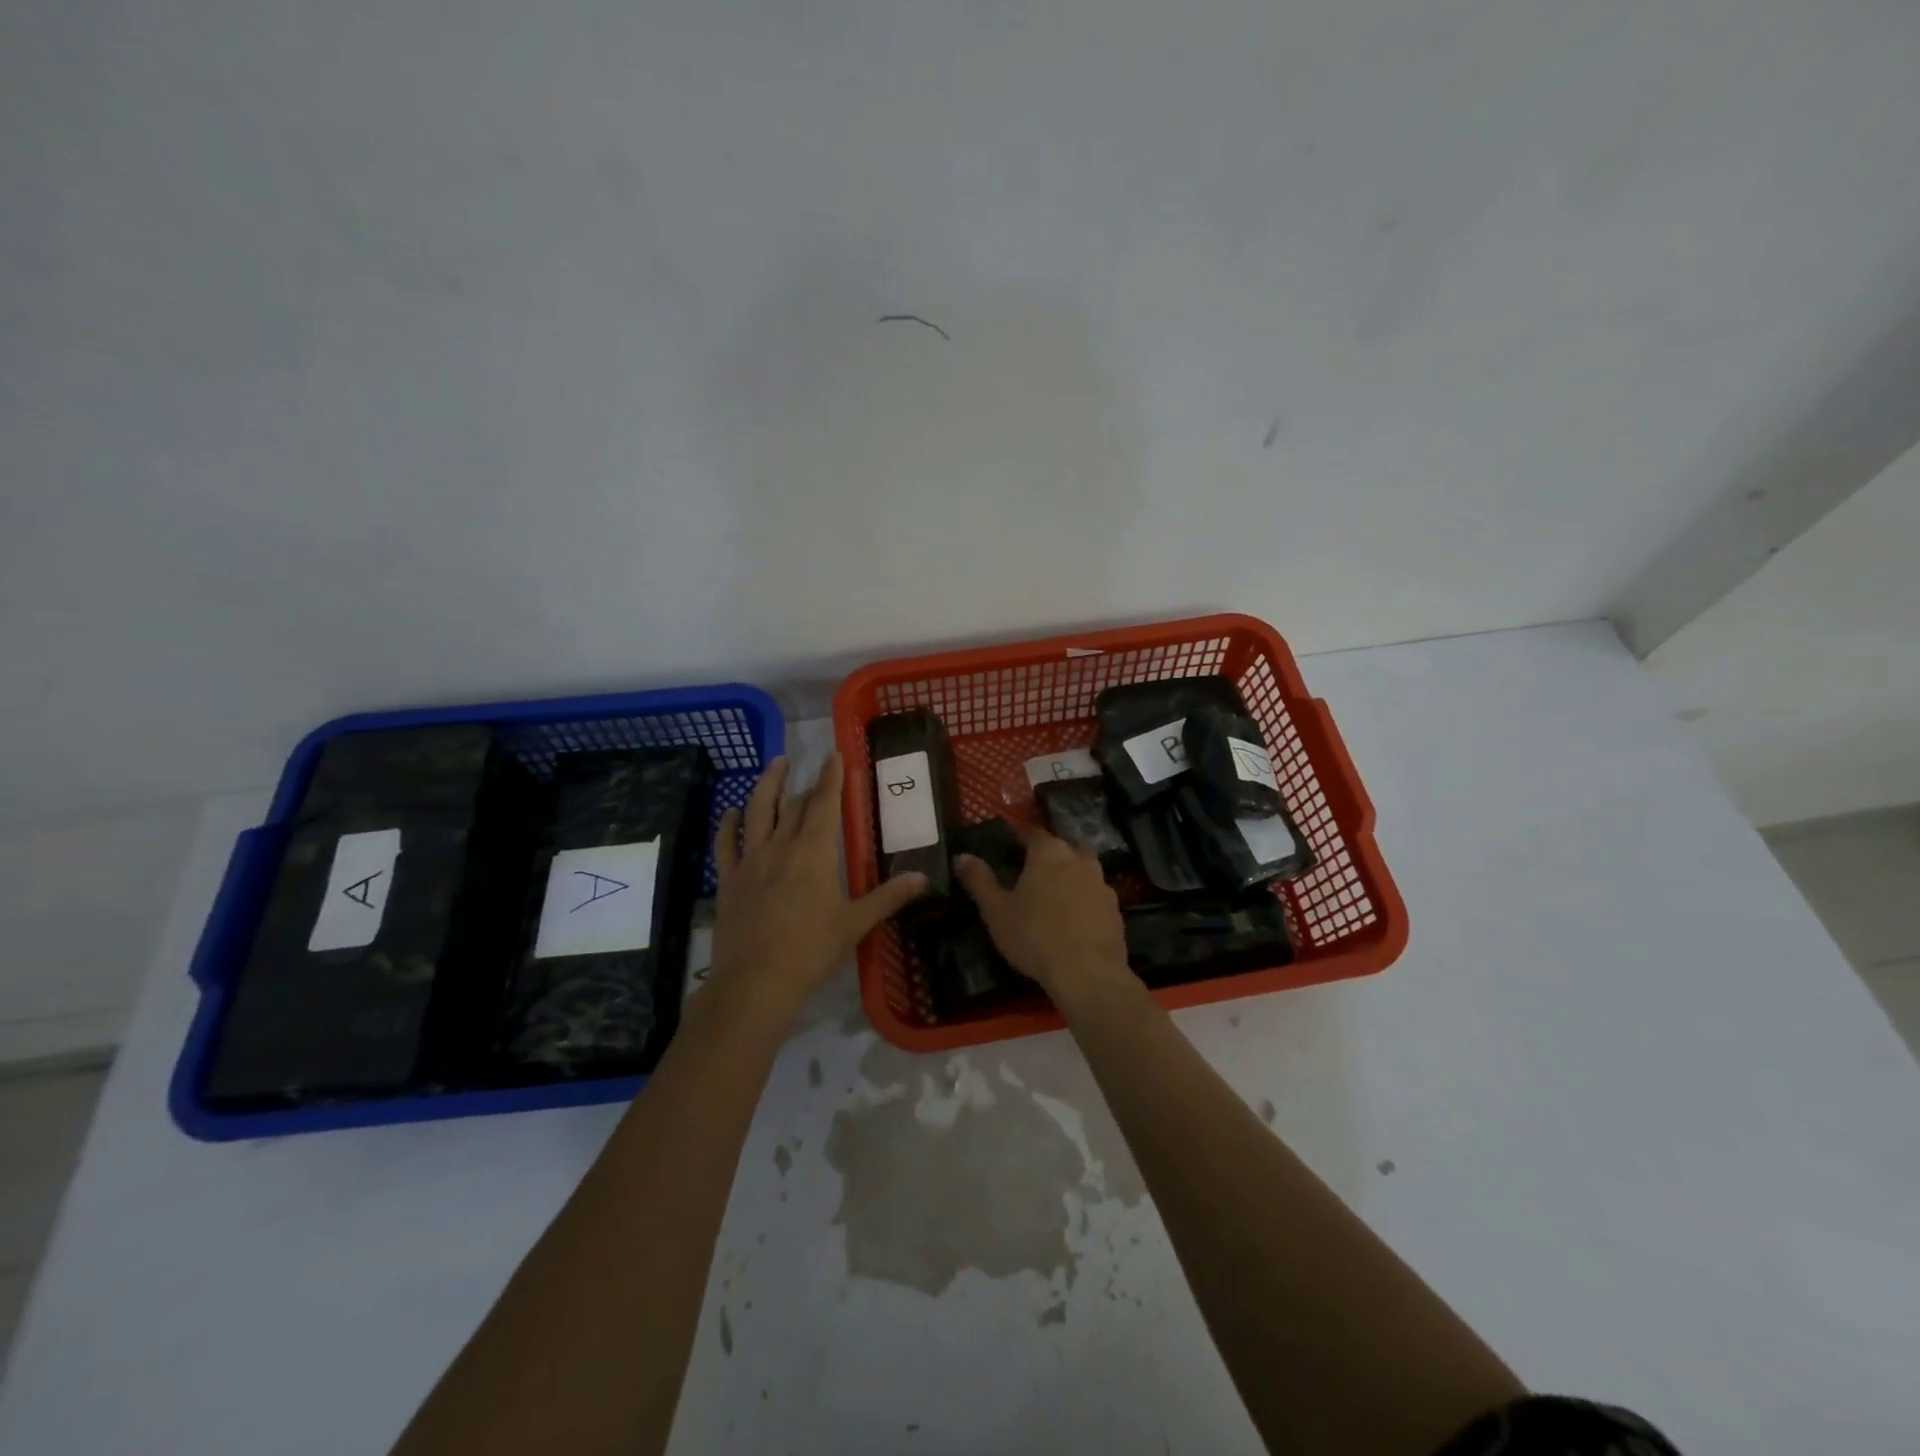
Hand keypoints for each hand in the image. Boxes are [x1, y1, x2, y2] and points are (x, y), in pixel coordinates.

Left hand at [708, 754, 926, 1022]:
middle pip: (793, 805)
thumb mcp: (855, 924)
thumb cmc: (811, 951)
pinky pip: (726, 843)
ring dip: (767, 785)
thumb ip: (888, 897)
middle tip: (810, 764)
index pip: (825, 804)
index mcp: (814, 853)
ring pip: (757, 812)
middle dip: (805, 782)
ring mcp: (750, 861)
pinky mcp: (729, 879)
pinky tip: (731, 811)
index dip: (831, 778)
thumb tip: (923, 878)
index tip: (834, 755)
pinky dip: (728, 823)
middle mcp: (780, 847)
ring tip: (775, 763)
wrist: (755, 982)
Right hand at [954, 827, 1128, 999]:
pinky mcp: (1116, 910)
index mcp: (1049, 852)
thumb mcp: (996, 910)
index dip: (1020, 839)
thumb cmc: (1034, 935)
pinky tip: (1074, 922)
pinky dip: (1085, 903)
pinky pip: (1095, 897)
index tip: (1010, 849)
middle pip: (1065, 847)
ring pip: (1084, 871)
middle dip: (1052, 855)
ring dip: (1071, 878)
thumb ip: (979, 880)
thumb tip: (961, 856)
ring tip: (1054, 899)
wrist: (1087, 973)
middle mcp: (1079, 860)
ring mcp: (1102, 885)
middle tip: (1034, 873)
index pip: (1033, 833)